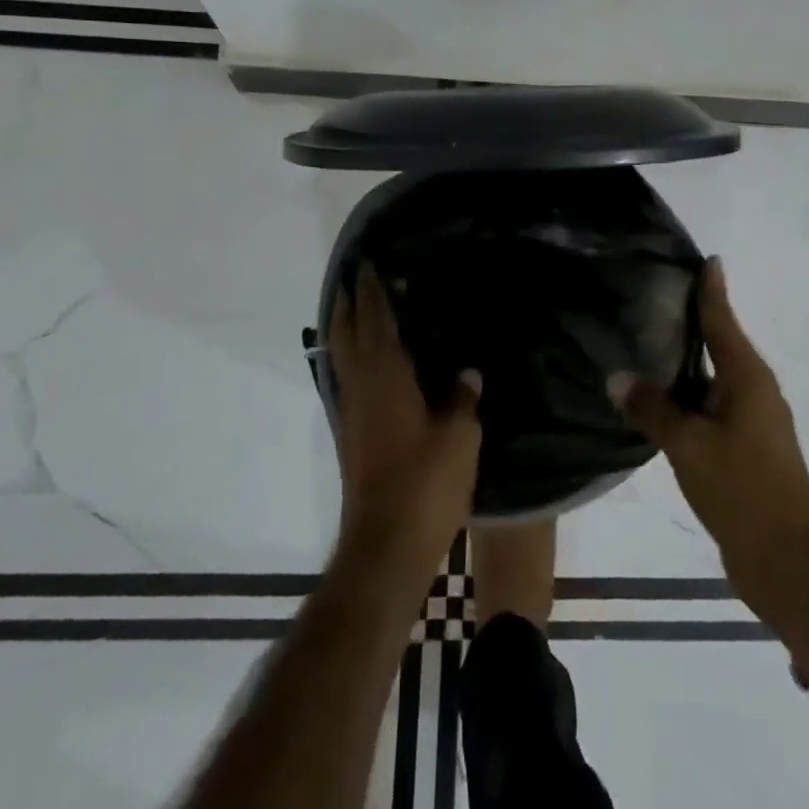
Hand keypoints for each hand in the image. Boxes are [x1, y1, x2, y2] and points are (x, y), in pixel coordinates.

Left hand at [331, 263, 481, 571]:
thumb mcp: (460, 437)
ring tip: (358, 308)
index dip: (371, 288)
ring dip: (345, 327)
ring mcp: (351, 410)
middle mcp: (361, 385)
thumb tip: (467, 372)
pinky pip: (347, 377)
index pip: (374, 318)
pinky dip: (351, 355)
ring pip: (341, 355)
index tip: (368, 262)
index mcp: (385, 375)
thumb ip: (463, 398)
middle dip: (348, 301)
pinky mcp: (351, 433)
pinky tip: (369, 361)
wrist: (385, 546)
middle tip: (356, 276)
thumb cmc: (424, 484)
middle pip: (346, 331)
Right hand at [610, 260, 808, 642]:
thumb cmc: (743, 490)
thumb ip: (653, 409)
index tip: (703, 257)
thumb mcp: (689, 446)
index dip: (711, 288)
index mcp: (748, 377)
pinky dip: (688, 393)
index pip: (723, 318)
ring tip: (648, 339)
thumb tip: (616, 376)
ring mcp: (752, 420)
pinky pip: (711, 405)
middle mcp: (754, 390)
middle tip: (654, 294)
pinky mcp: (745, 447)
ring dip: (687, 359)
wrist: (789, 564)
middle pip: (720, 342)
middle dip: (693, 319)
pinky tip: (660, 397)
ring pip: (714, 376)